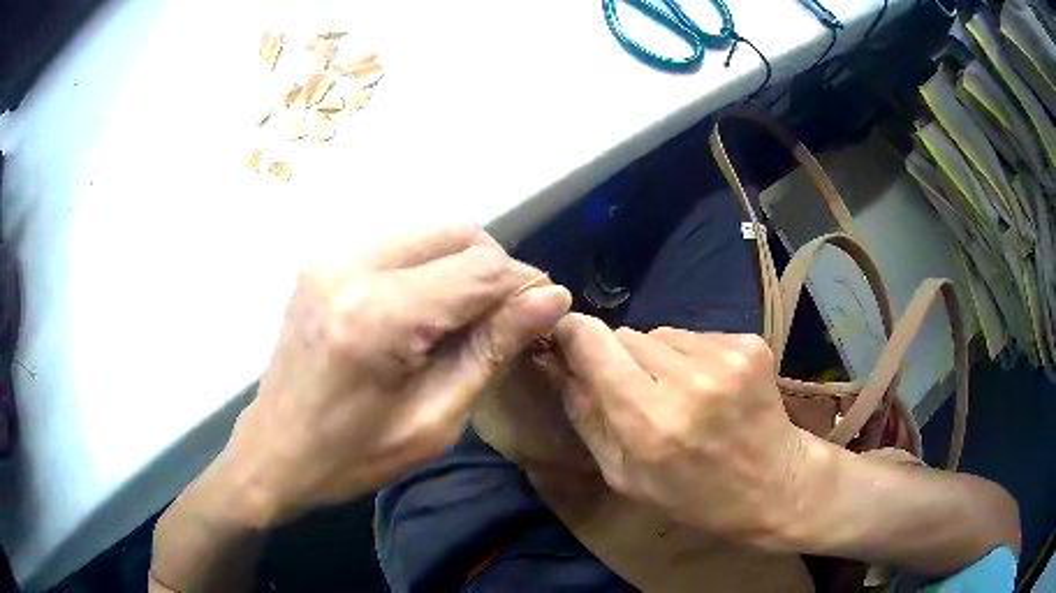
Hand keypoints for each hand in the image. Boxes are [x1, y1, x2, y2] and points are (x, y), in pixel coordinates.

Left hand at [223, 225, 570, 524]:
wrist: (275, 451)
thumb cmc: (353, 454)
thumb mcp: (435, 419)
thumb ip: (493, 350)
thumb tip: (551, 299)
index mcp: (378, 315)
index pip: (479, 268)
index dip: (524, 284)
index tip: (543, 311)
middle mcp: (350, 266)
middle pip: (455, 229)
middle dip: (494, 266)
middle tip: (503, 316)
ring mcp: (330, 256)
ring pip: (427, 229)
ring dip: (461, 262)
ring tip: (466, 314)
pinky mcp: (322, 260)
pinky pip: (396, 242)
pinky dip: (427, 264)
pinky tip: (425, 307)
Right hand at [539, 315, 809, 545]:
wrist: (774, 485)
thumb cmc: (693, 495)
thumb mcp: (624, 475)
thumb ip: (586, 416)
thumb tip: (555, 363)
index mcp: (650, 423)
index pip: (595, 345)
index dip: (574, 334)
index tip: (565, 337)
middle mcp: (688, 382)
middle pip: (626, 336)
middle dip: (620, 359)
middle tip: (638, 394)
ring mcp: (725, 358)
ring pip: (661, 333)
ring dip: (658, 358)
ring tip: (679, 395)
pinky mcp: (749, 344)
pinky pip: (695, 335)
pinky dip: (691, 357)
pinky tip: (709, 389)